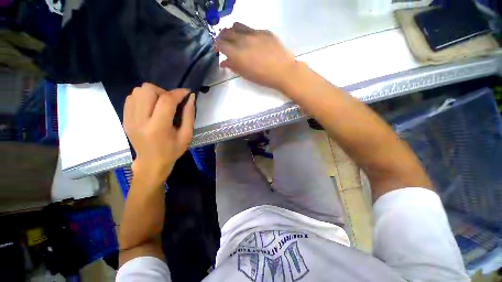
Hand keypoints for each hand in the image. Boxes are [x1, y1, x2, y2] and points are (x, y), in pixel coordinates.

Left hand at [123, 83, 194, 181]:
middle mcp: (139, 121)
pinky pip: (131, 97)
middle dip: (163, 92)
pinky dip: (143, 98)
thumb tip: (191, 97)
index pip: (166, 101)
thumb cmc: (172, 151)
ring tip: (160, 105)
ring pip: (138, 91)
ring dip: (153, 94)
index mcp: (158, 128)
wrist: (151, 163)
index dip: (178, 93)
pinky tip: (151, 108)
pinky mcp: (124, 118)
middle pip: (147, 90)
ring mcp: (129, 119)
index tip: (186, 93)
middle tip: (171, 103)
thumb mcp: (187, 135)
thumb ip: (189, 115)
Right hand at [216, 22, 296, 91]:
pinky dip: (246, 33)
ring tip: (235, 39)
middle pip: (226, 32)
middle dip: (222, 37)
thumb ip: (233, 66)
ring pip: (237, 26)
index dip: (216, 46)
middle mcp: (243, 40)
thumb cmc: (263, 77)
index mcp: (237, 53)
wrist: (283, 71)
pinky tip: (251, 41)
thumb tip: (224, 62)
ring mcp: (254, 33)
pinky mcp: (264, 31)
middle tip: (224, 44)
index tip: (217, 50)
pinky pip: (251, 28)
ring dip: (232, 31)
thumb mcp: (246, 75)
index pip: (220, 44)